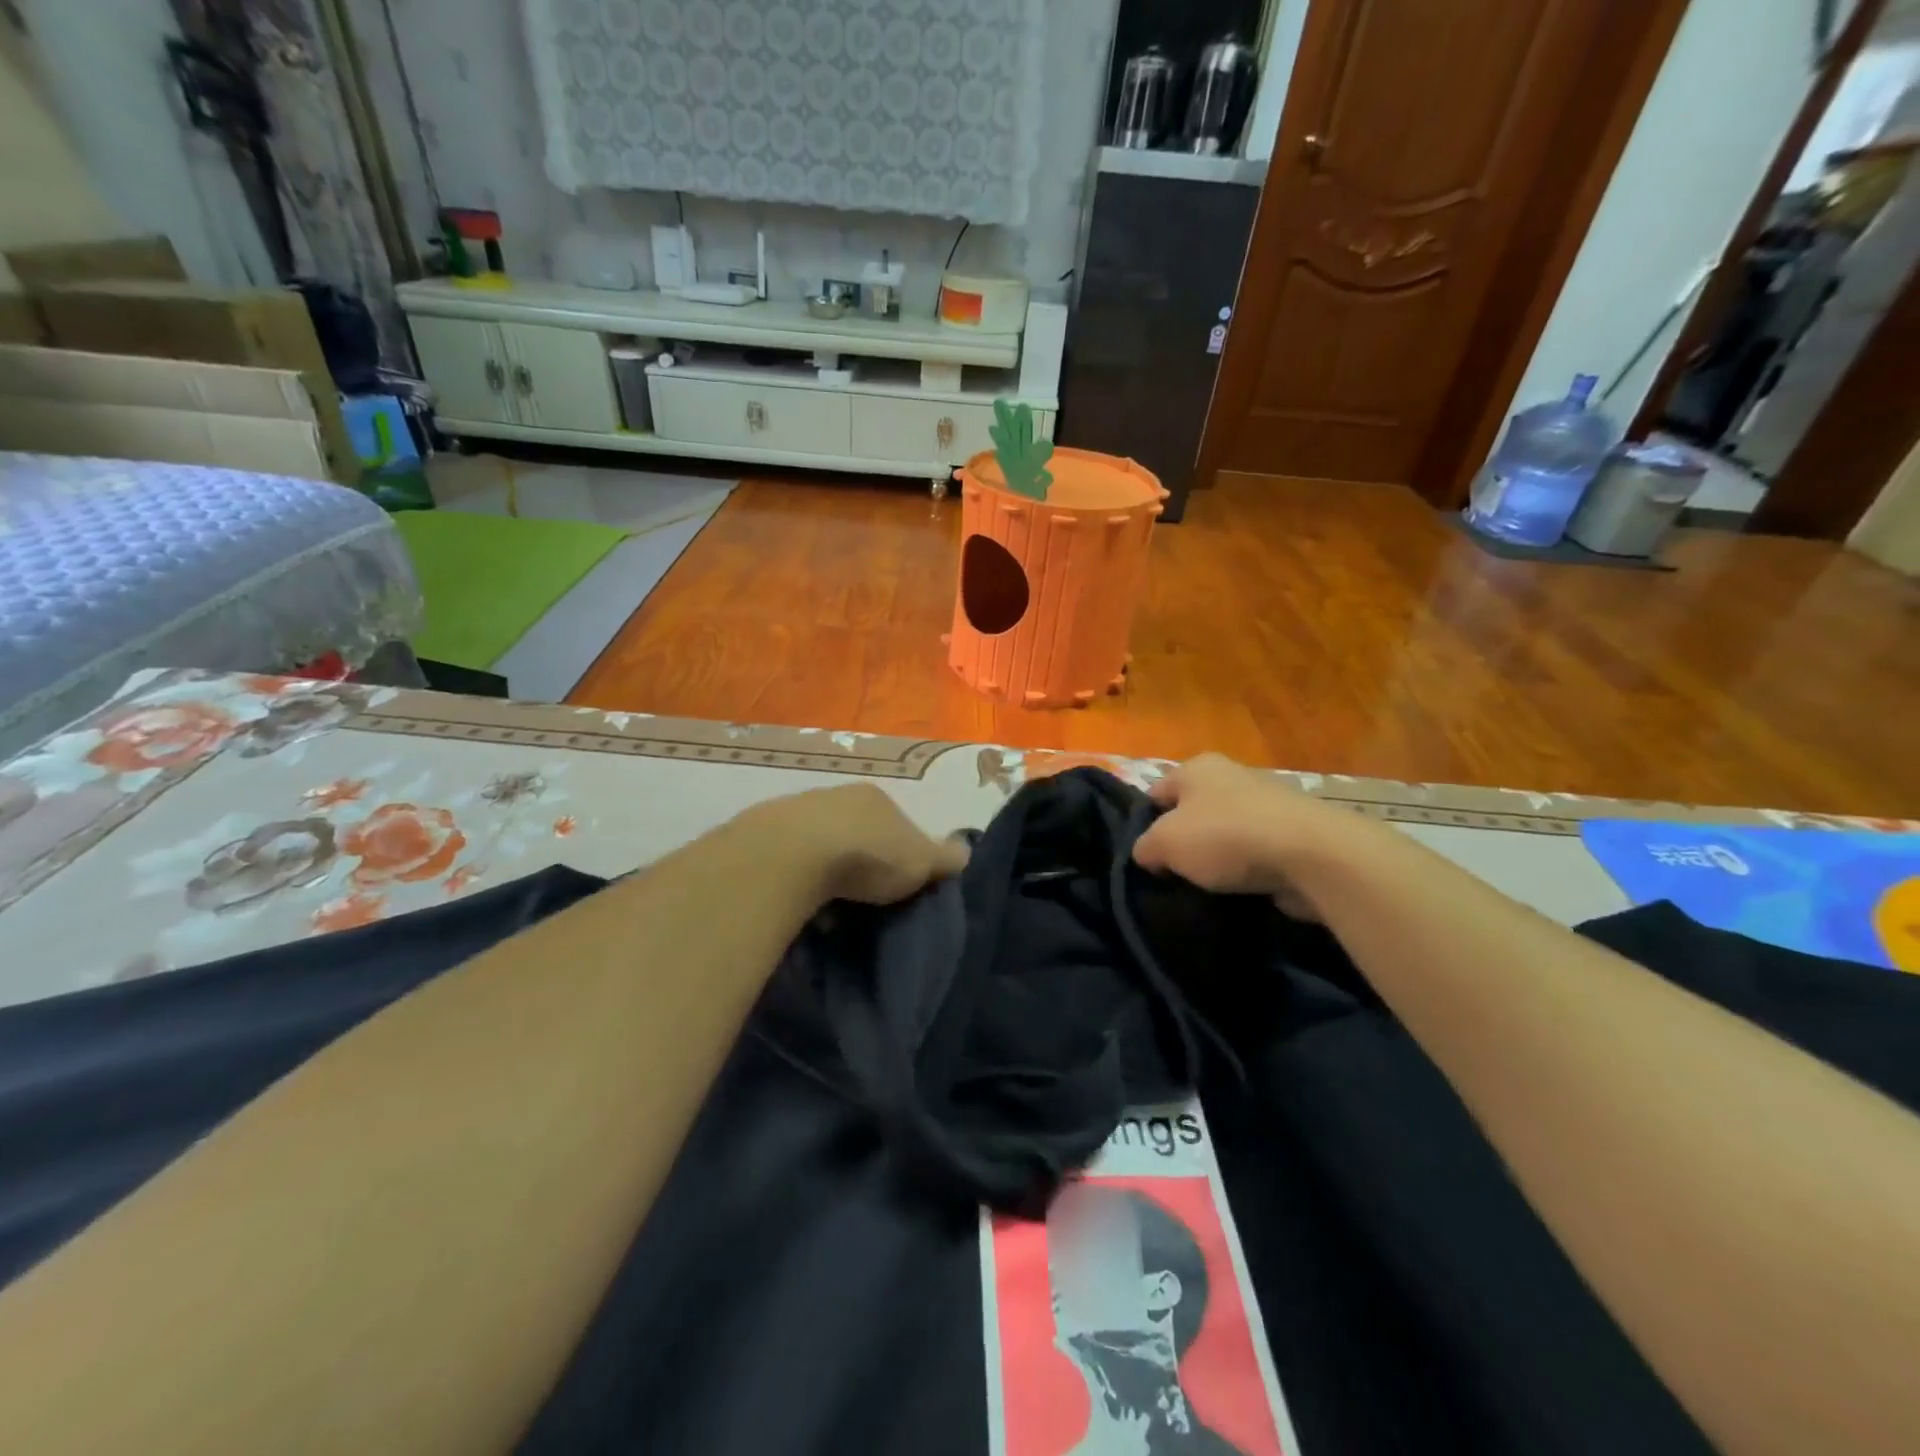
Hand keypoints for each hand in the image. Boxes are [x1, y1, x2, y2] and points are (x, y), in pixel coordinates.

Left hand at [746, 784, 969, 906]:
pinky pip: (789, 860)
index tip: (900, 884)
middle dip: (860, 861)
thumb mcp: (919, 861)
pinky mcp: (763, 834)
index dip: (902, 852)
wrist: (792, 856)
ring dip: (826, 871)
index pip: (897, 823)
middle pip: (856, 831)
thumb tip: (966, 851)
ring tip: (830, 909)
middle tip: (865, 899)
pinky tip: (800, 905)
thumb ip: (943, 857)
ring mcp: (795, 812)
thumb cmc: (867, 855)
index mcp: (876, 798)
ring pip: (819, 844)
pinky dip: (797, 879)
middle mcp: (836, 796)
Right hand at [1132, 754, 1361, 916]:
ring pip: (1224, 834)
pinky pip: (1255, 853)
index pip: (1155, 793)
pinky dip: (1246, 871)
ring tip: (1204, 889)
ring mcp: (1266, 804)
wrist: (1312, 855)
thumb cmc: (1226, 836)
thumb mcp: (1165, 842)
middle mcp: (1231, 777)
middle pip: (1191, 813)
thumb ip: (1144, 847)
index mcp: (1197, 767)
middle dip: (1182, 843)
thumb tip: (1148, 855)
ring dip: (1215, 859)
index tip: (1144, 858)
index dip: (1144, 824)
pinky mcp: (1292, 834)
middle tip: (1171, 875)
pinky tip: (1239, 892)